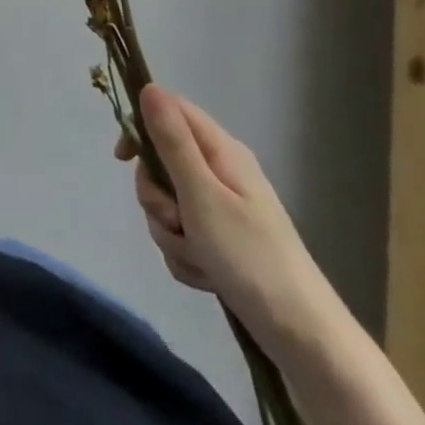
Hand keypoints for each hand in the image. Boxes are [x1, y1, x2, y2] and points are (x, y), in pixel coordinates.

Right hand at [128, 84, 337, 350]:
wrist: (302, 338)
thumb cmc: (251, 257)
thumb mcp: (202, 195)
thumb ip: (172, 142)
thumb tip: (148, 87)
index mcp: (221, 152)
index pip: (170, 112)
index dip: (140, 127)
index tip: (122, 158)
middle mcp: (220, 173)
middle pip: (161, 163)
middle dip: (157, 197)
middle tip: (175, 220)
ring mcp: (220, 209)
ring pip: (167, 205)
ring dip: (171, 233)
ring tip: (199, 257)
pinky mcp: (220, 242)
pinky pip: (180, 237)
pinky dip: (185, 257)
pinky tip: (206, 276)